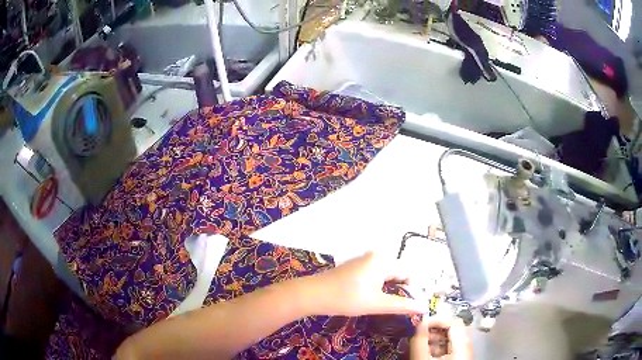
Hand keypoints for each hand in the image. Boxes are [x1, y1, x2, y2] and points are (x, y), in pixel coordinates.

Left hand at [299, 252, 426, 315]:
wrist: (312, 294)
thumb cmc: (346, 298)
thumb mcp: (377, 304)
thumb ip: (402, 305)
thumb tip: (423, 307)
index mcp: (383, 260)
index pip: (409, 273)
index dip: (411, 290)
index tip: (406, 306)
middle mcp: (376, 255)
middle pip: (398, 272)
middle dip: (400, 290)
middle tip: (393, 307)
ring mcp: (364, 260)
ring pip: (387, 274)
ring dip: (388, 289)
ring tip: (381, 304)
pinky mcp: (356, 266)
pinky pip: (375, 274)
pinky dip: (378, 286)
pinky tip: (369, 298)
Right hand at [411, 317, 472, 359]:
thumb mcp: (423, 359)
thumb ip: (419, 341)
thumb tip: (417, 323)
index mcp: (463, 345)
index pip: (453, 321)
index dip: (436, 319)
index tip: (419, 323)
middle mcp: (465, 347)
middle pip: (451, 330)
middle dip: (432, 330)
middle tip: (415, 334)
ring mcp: (462, 354)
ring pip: (448, 340)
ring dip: (432, 339)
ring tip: (416, 344)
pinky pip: (446, 349)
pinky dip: (434, 348)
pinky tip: (423, 353)